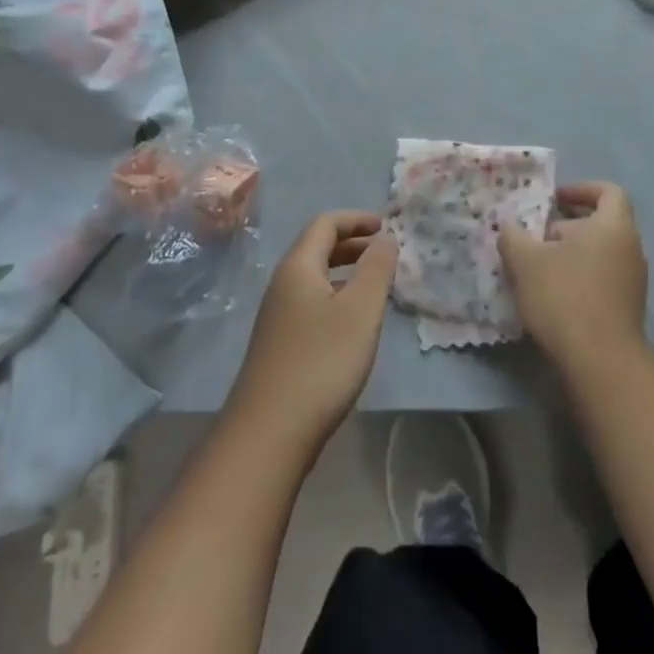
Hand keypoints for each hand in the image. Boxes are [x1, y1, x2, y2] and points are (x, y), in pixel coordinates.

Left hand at [227, 211, 395, 455]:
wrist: (268, 435)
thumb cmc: (320, 363)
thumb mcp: (360, 311)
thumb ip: (377, 269)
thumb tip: (385, 238)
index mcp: (298, 266)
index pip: (326, 223)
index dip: (356, 219)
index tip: (385, 225)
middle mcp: (282, 284)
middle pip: (317, 247)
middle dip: (352, 243)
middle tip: (384, 252)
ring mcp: (277, 316)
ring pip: (314, 277)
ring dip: (345, 271)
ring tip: (375, 286)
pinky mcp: (279, 345)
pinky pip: (311, 302)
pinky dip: (336, 296)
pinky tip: (352, 324)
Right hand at [500, 182, 648, 374]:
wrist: (601, 363)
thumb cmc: (565, 296)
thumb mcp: (526, 261)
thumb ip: (513, 236)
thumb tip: (508, 227)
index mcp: (613, 226)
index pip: (608, 191)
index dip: (581, 189)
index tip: (554, 199)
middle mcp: (631, 248)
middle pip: (601, 222)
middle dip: (568, 225)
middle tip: (537, 237)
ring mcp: (634, 281)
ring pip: (601, 253)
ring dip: (572, 254)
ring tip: (539, 268)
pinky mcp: (629, 309)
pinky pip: (604, 278)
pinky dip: (582, 277)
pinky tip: (554, 295)